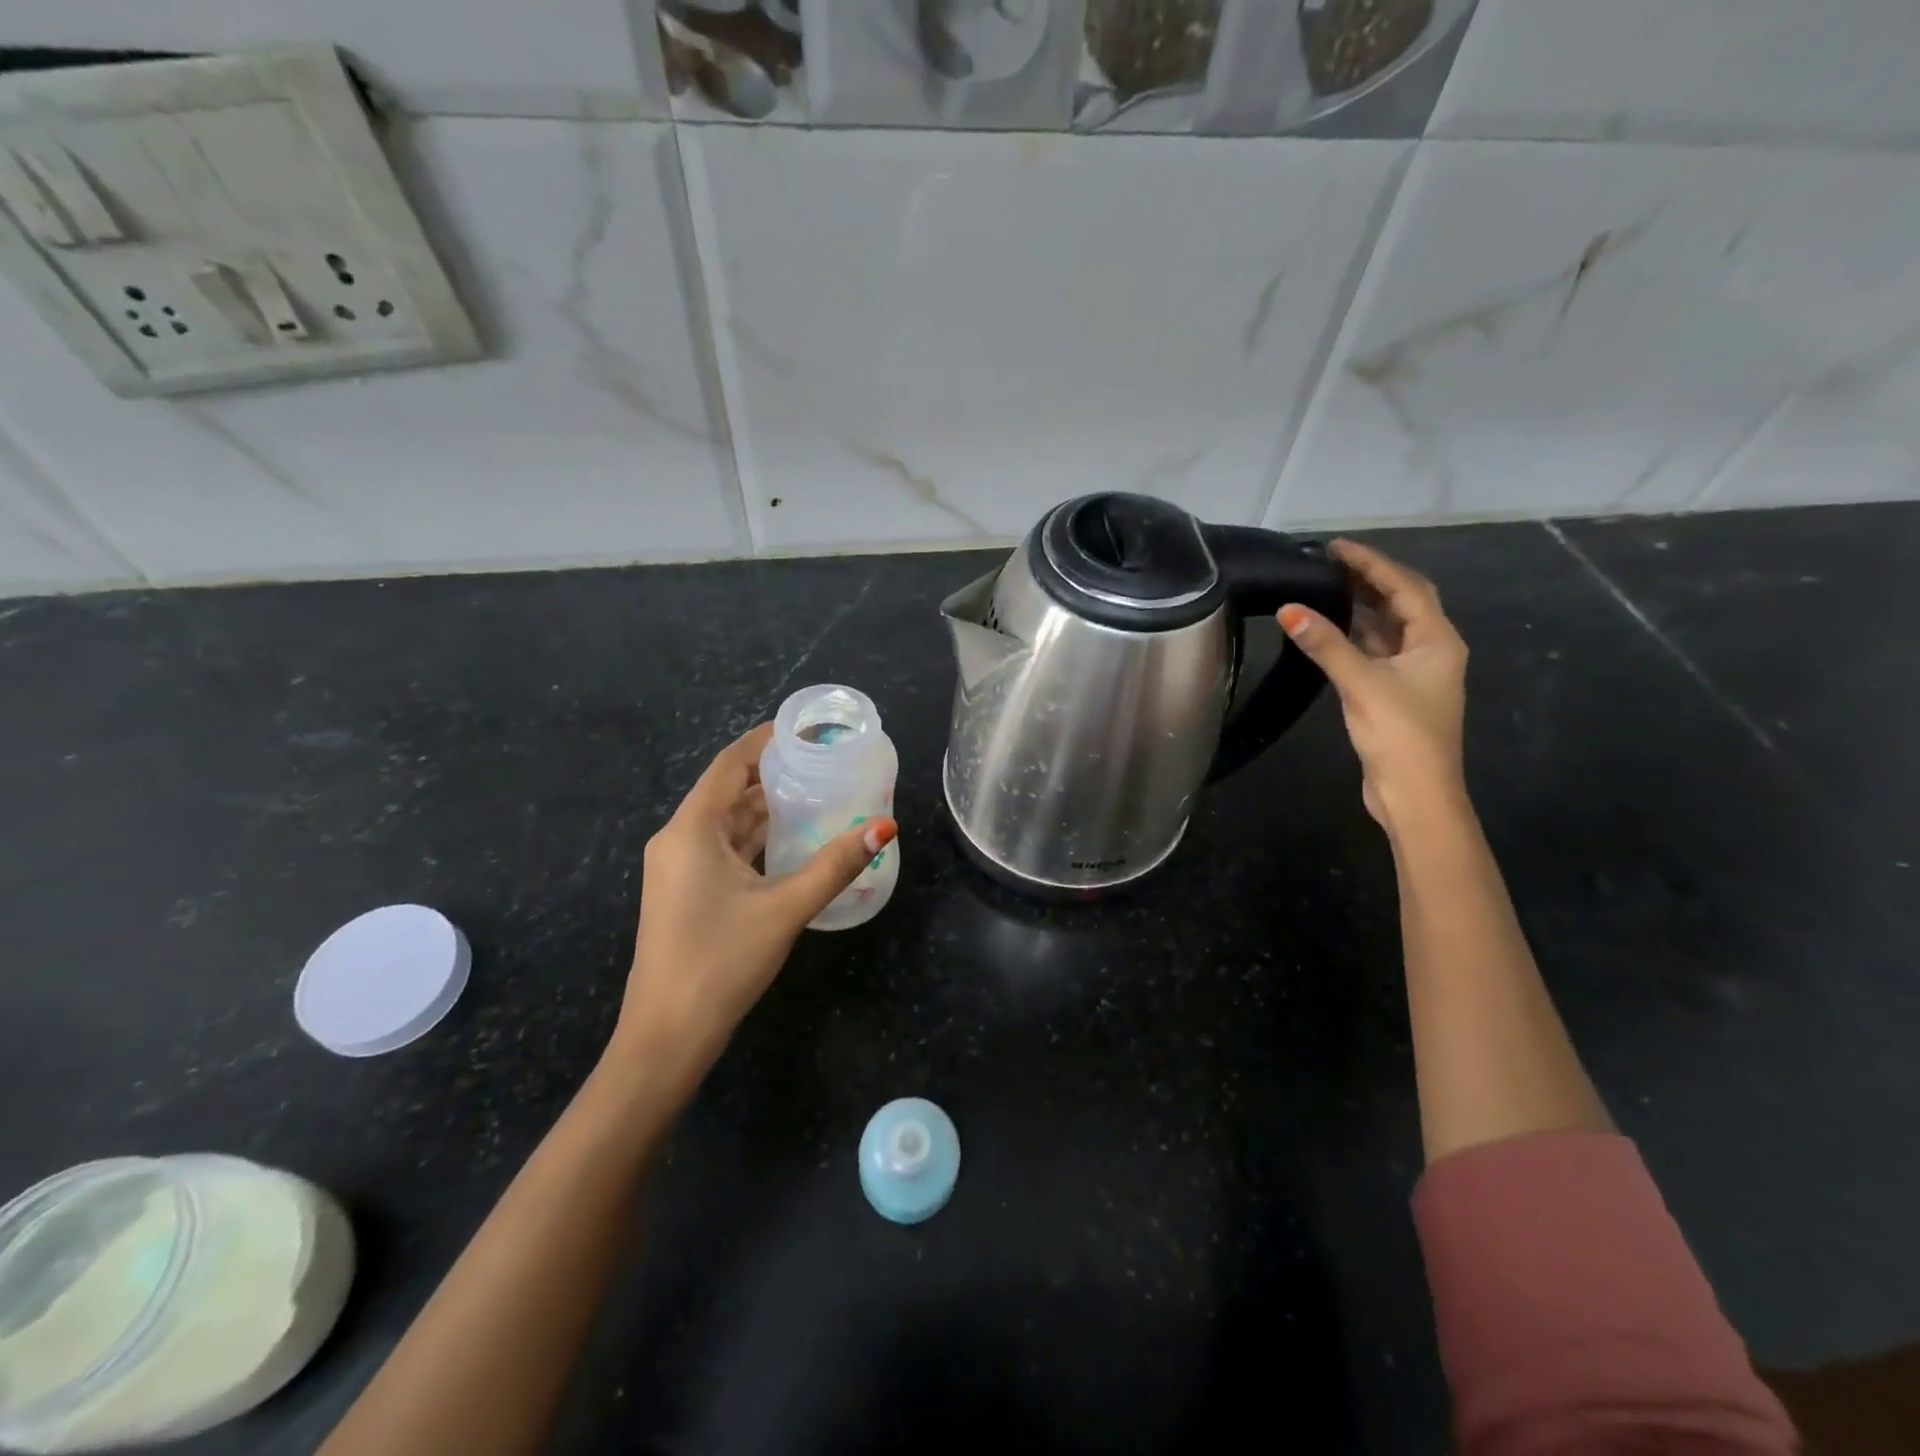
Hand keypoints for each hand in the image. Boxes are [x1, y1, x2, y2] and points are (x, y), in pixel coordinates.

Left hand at [610, 723, 897, 1085]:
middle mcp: (679, 839)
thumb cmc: (720, 961)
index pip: (730, 764)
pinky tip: (793, 839)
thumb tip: (884, 827)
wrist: (666, 1036)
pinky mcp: (686, 892)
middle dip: (774, 774)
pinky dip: (757, 838)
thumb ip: (835, 865)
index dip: (765, 741)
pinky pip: (724, 849)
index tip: (806, 729)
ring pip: (728, 822)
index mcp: (691, 829)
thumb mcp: (785, 908)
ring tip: (818, 793)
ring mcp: (679, 868)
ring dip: (767, 808)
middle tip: (824, 762)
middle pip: (729, 790)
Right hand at [1278, 538, 1468, 832]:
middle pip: (1402, 602)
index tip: (1335, 547)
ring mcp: (1414, 673)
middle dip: (1368, 578)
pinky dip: (1356, 634)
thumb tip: (1288, 609)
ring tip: (1327, 585)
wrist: (1416, 793)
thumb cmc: (1400, 734)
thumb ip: (1326, 644)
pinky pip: (1376, 650)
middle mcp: (1431, 650)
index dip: (1371, 563)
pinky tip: (1332, 628)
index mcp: (1437, 640)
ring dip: (1362, 605)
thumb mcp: (1361, 684)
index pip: (1404, 587)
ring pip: (1388, 627)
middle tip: (1329, 561)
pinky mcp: (1395, 692)